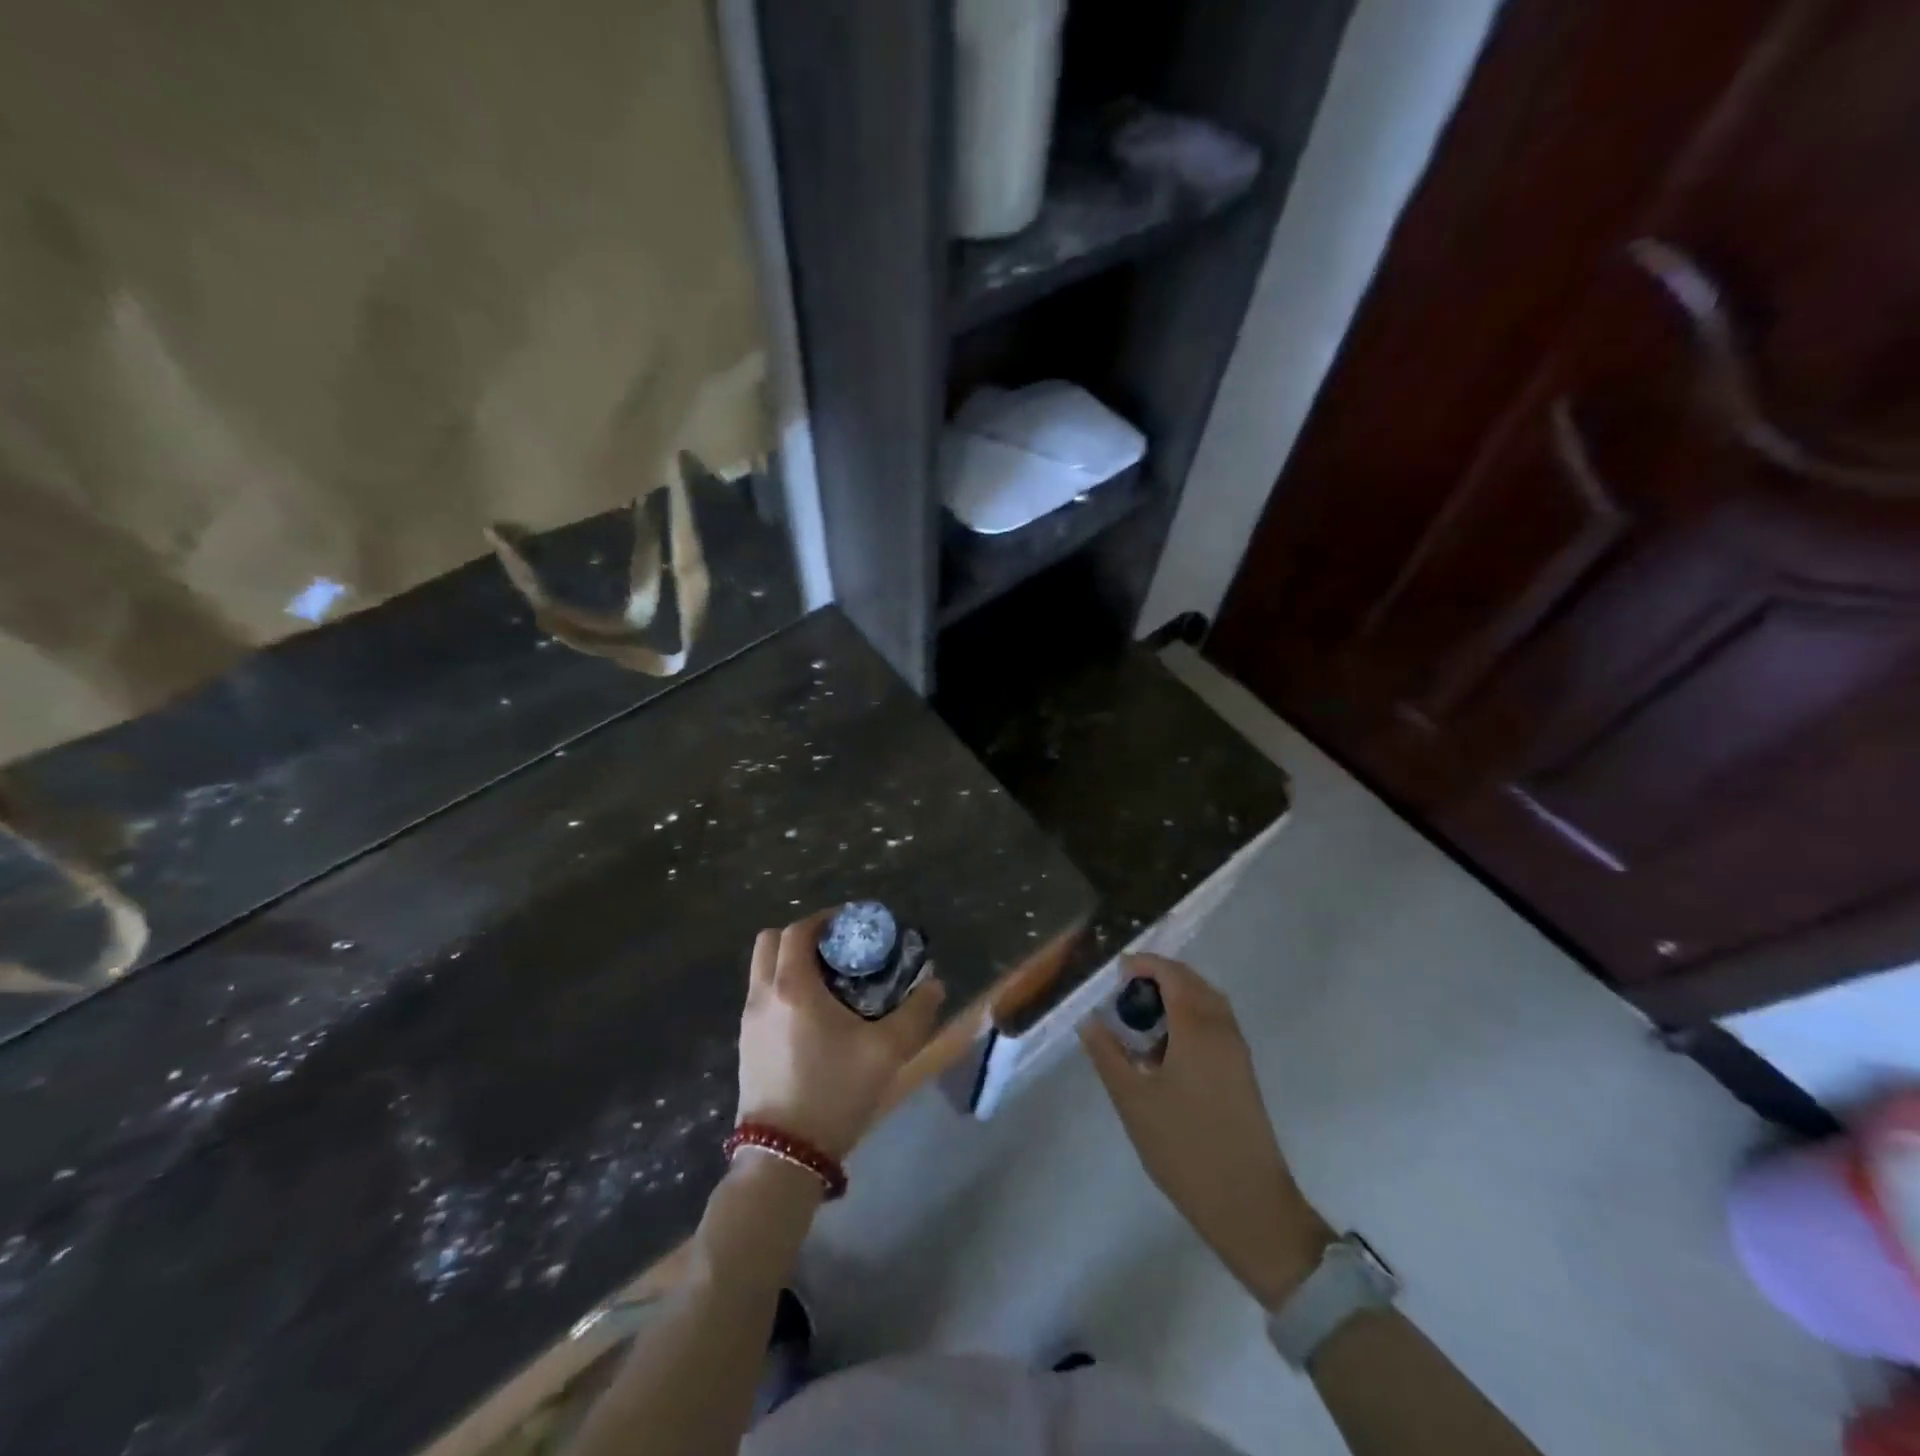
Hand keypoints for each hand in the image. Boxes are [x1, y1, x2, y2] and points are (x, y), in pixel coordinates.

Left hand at [736, 910, 945, 1160]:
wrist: (784, 1156)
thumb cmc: (834, 1093)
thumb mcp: (887, 1052)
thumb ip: (916, 1013)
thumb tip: (935, 984)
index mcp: (793, 986)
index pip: (799, 930)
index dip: (825, 918)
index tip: (851, 924)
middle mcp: (763, 994)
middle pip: (771, 940)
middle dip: (803, 935)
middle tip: (836, 949)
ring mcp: (748, 1020)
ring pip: (762, 968)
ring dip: (789, 960)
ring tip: (827, 980)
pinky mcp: (745, 1044)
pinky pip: (760, 994)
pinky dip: (781, 986)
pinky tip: (812, 1014)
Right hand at [1081, 954, 1332, 1306]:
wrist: (1248, 1204)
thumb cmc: (1184, 1146)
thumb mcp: (1132, 1099)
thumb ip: (1107, 1054)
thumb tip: (1089, 1020)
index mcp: (1198, 1027)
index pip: (1173, 975)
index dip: (1144, 965)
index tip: (1116, 972)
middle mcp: (1223, 1030)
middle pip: (1193, 983)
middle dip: (1160, 978)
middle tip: (1125, 993)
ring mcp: (1237, 1053)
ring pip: (1207, 1005)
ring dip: (1176, 998)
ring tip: (1141, 1019)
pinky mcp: (1242, 1074)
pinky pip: (1215, 1026)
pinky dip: (1189, 1019)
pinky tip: (1165, 1049)